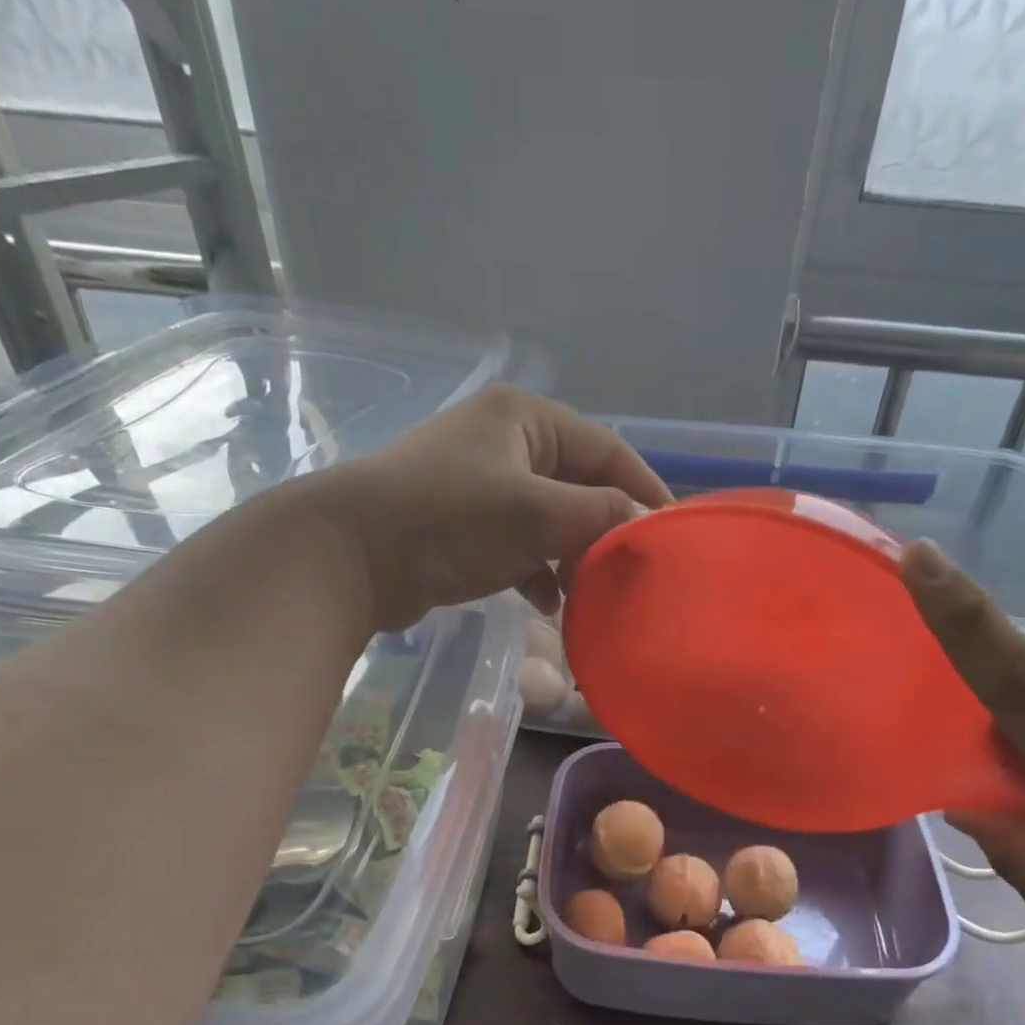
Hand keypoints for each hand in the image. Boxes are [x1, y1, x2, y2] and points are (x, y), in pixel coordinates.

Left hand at [296, 386, 671, 632]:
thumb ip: (600, 515)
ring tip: (591, 595)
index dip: (644, 489)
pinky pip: (521, 548)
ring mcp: (483, 488)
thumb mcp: (535, 512)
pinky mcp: (465, 529)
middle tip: (630, 573)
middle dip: (605, 532)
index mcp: (525, 419)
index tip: (673, 533)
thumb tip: (646, 527)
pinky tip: (549, 604)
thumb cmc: (448, 519)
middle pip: (580, 487)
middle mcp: (506, 444)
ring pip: (552, 522)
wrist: (351, 556)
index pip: (607, 449)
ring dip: (573, 558)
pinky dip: (539, 574)